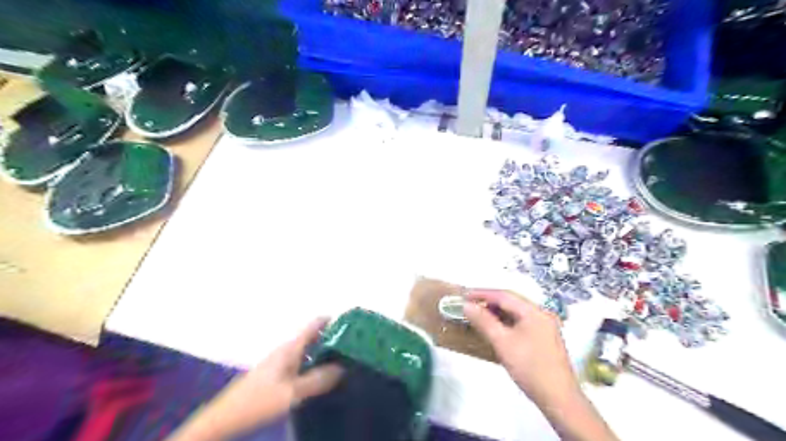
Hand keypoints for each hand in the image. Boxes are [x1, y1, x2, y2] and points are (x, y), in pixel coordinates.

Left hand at [169, 319, 344, 440]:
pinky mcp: (276, 374)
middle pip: (313, 336)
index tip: (352, 325)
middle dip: (332, 338)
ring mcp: (280, 362)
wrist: (225, 419)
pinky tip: (321, 377)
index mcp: (290, 348)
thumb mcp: (292, 393)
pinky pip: (301, 362)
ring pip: (307, 351)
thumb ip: (318, 380)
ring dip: (324, 353)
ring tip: (343, 361)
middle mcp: (286, 350)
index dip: (333, 320)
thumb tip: (343, 367)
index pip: (315, 324)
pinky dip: (314, 364)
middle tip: (354, 346)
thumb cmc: (259, 401)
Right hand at [462, 289, 574, 409]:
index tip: (464, 296)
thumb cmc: (529, 367)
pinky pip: (522, 322)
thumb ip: (484, 321)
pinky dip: (507, 322)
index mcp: (534, 311)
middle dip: (489, 302)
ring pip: (517, 312)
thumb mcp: (502, 343)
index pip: (504, 295)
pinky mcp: (545, 338)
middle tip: (470, 306)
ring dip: (498, 312)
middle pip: (512, 302)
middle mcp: (542, 314)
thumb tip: (467, 305)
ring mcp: (545, 326)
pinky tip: (497, 329)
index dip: (482, 294)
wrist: (559, 398)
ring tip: (479, 316)